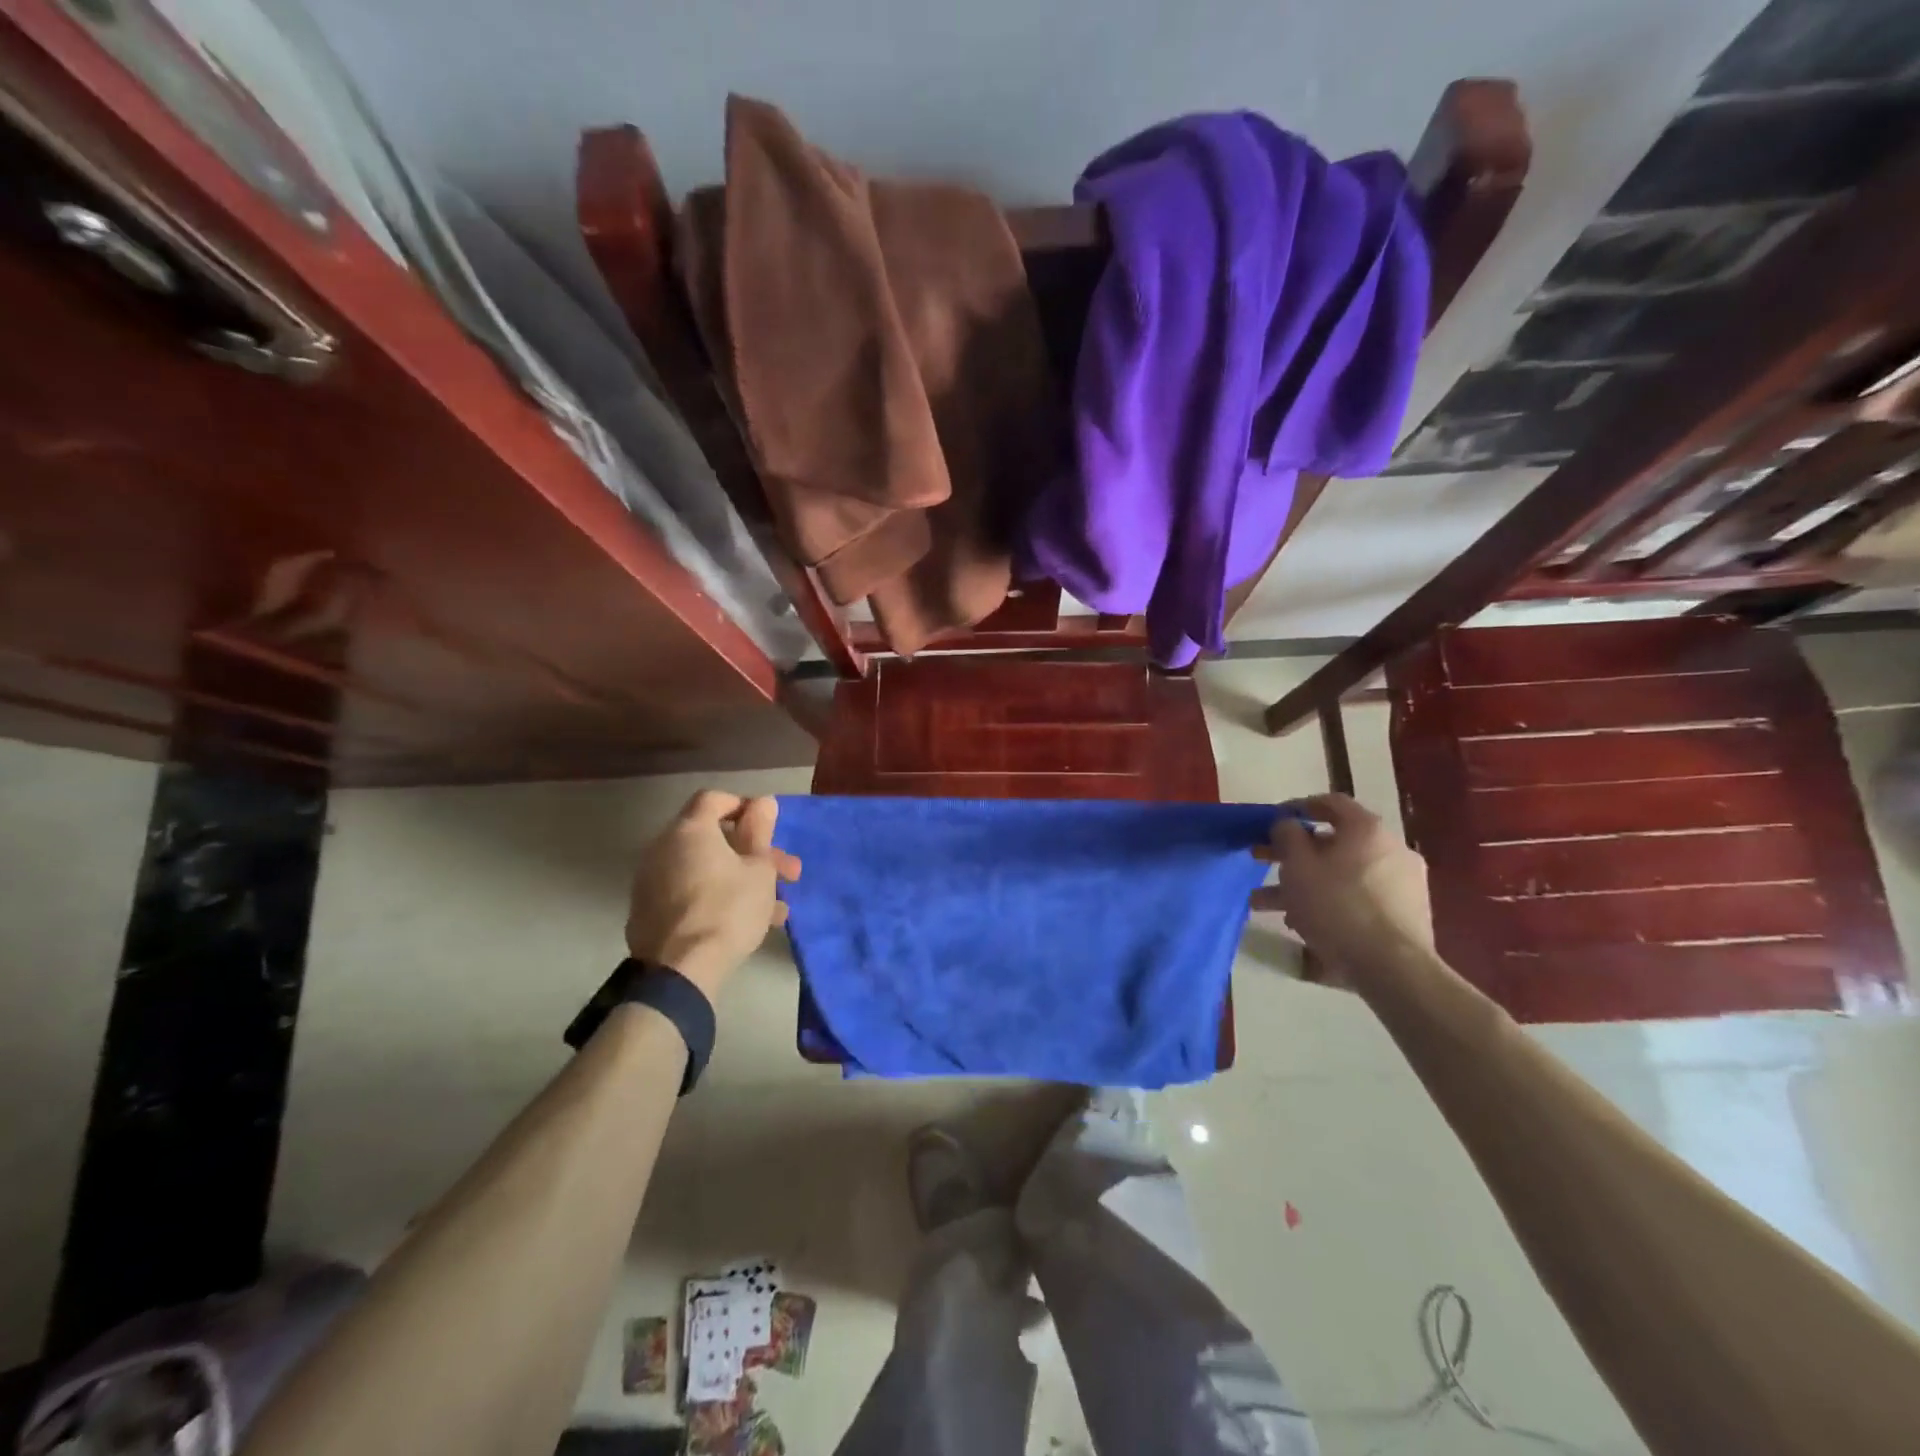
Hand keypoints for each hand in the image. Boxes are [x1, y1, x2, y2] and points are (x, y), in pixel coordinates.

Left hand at [626, 792, 800, 1000]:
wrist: (681, 970)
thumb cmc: (729, 909)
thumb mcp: (759, 869)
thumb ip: (761, 831)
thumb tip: (762, 802)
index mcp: (690, 830)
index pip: (714, 799)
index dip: (744, 806)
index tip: (769, 827)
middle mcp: (663, 848)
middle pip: (713, 838)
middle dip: (755, 853)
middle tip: (788, 874)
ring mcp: (652, 882)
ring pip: (706, 869)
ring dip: (742, 880)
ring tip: (776, 908)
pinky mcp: (649, 912)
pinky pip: (691, 893)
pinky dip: (718, 898)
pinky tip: (748, 923)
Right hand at [1252, 793, 1432, 984]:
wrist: (1393, 968)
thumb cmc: (1337, 906)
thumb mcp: (1297, 865)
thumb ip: (1287, 836)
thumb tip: (1288, 825)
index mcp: (1367, 830)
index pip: (1330, 803)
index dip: (1297, 807)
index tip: (1273, 821)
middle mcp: (1391, 849)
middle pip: (1333, 843)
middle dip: (1291, 854)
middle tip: (1260, 861)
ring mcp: (1402, 884)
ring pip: (1341, 876)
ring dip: (1303, 885)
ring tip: (1266, 905)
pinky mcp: (1405, 915)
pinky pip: (1358, 899)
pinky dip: (1329, 903)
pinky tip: (1302, 925)